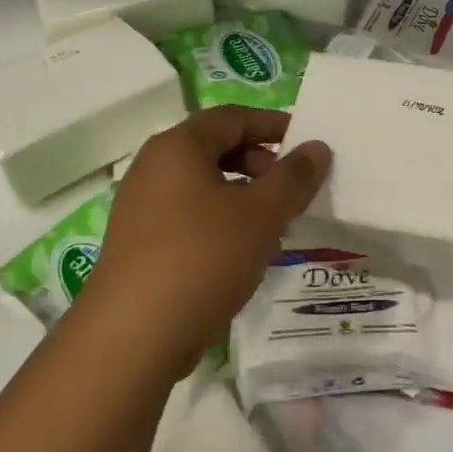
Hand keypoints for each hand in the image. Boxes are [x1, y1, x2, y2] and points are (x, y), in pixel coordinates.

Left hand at [78, 106, 330, 368]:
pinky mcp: (140, 244)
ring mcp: (141, 208)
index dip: (273, 125)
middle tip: (292, 188)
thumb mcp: (261, 214)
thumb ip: (293, 177)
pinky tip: (244, 253)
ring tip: (276, 224)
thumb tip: (317, 147)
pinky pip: (189, 216)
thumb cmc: (203, 257)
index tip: (308, 143)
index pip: (232, 117)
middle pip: (215, 149)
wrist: (135, 334)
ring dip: (244, 196)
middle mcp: (152, 168)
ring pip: (203, 186)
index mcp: (177, 147)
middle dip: (260, 163)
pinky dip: (222, 221)